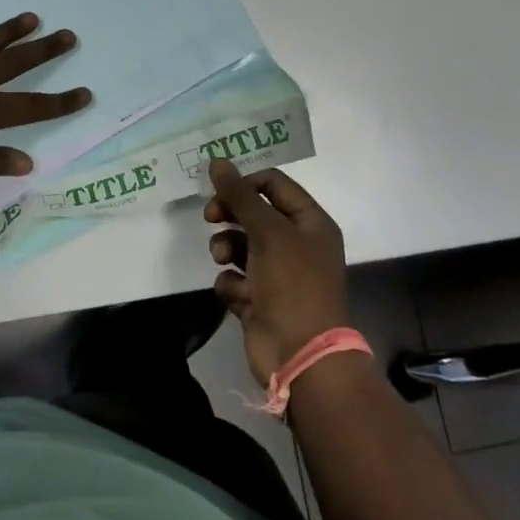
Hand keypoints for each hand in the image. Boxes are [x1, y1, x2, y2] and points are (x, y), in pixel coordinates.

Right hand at [204, 159, 348, 385]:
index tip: (221, 190)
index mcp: (310, 222)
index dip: (245, 183)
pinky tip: (239, 295)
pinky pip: (236, 278)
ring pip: (240, 244)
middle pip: (254, 212)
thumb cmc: (292, 284)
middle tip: (210, 217)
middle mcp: (296, 244)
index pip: (273, 184)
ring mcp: (278, 274)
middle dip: (230, 214)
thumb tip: (217, 161)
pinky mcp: (260, 300)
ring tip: (222, 259)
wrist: (302, 357)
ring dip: (226, 248)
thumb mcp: (267, 231)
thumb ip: (239, 195)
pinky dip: (232, 284)